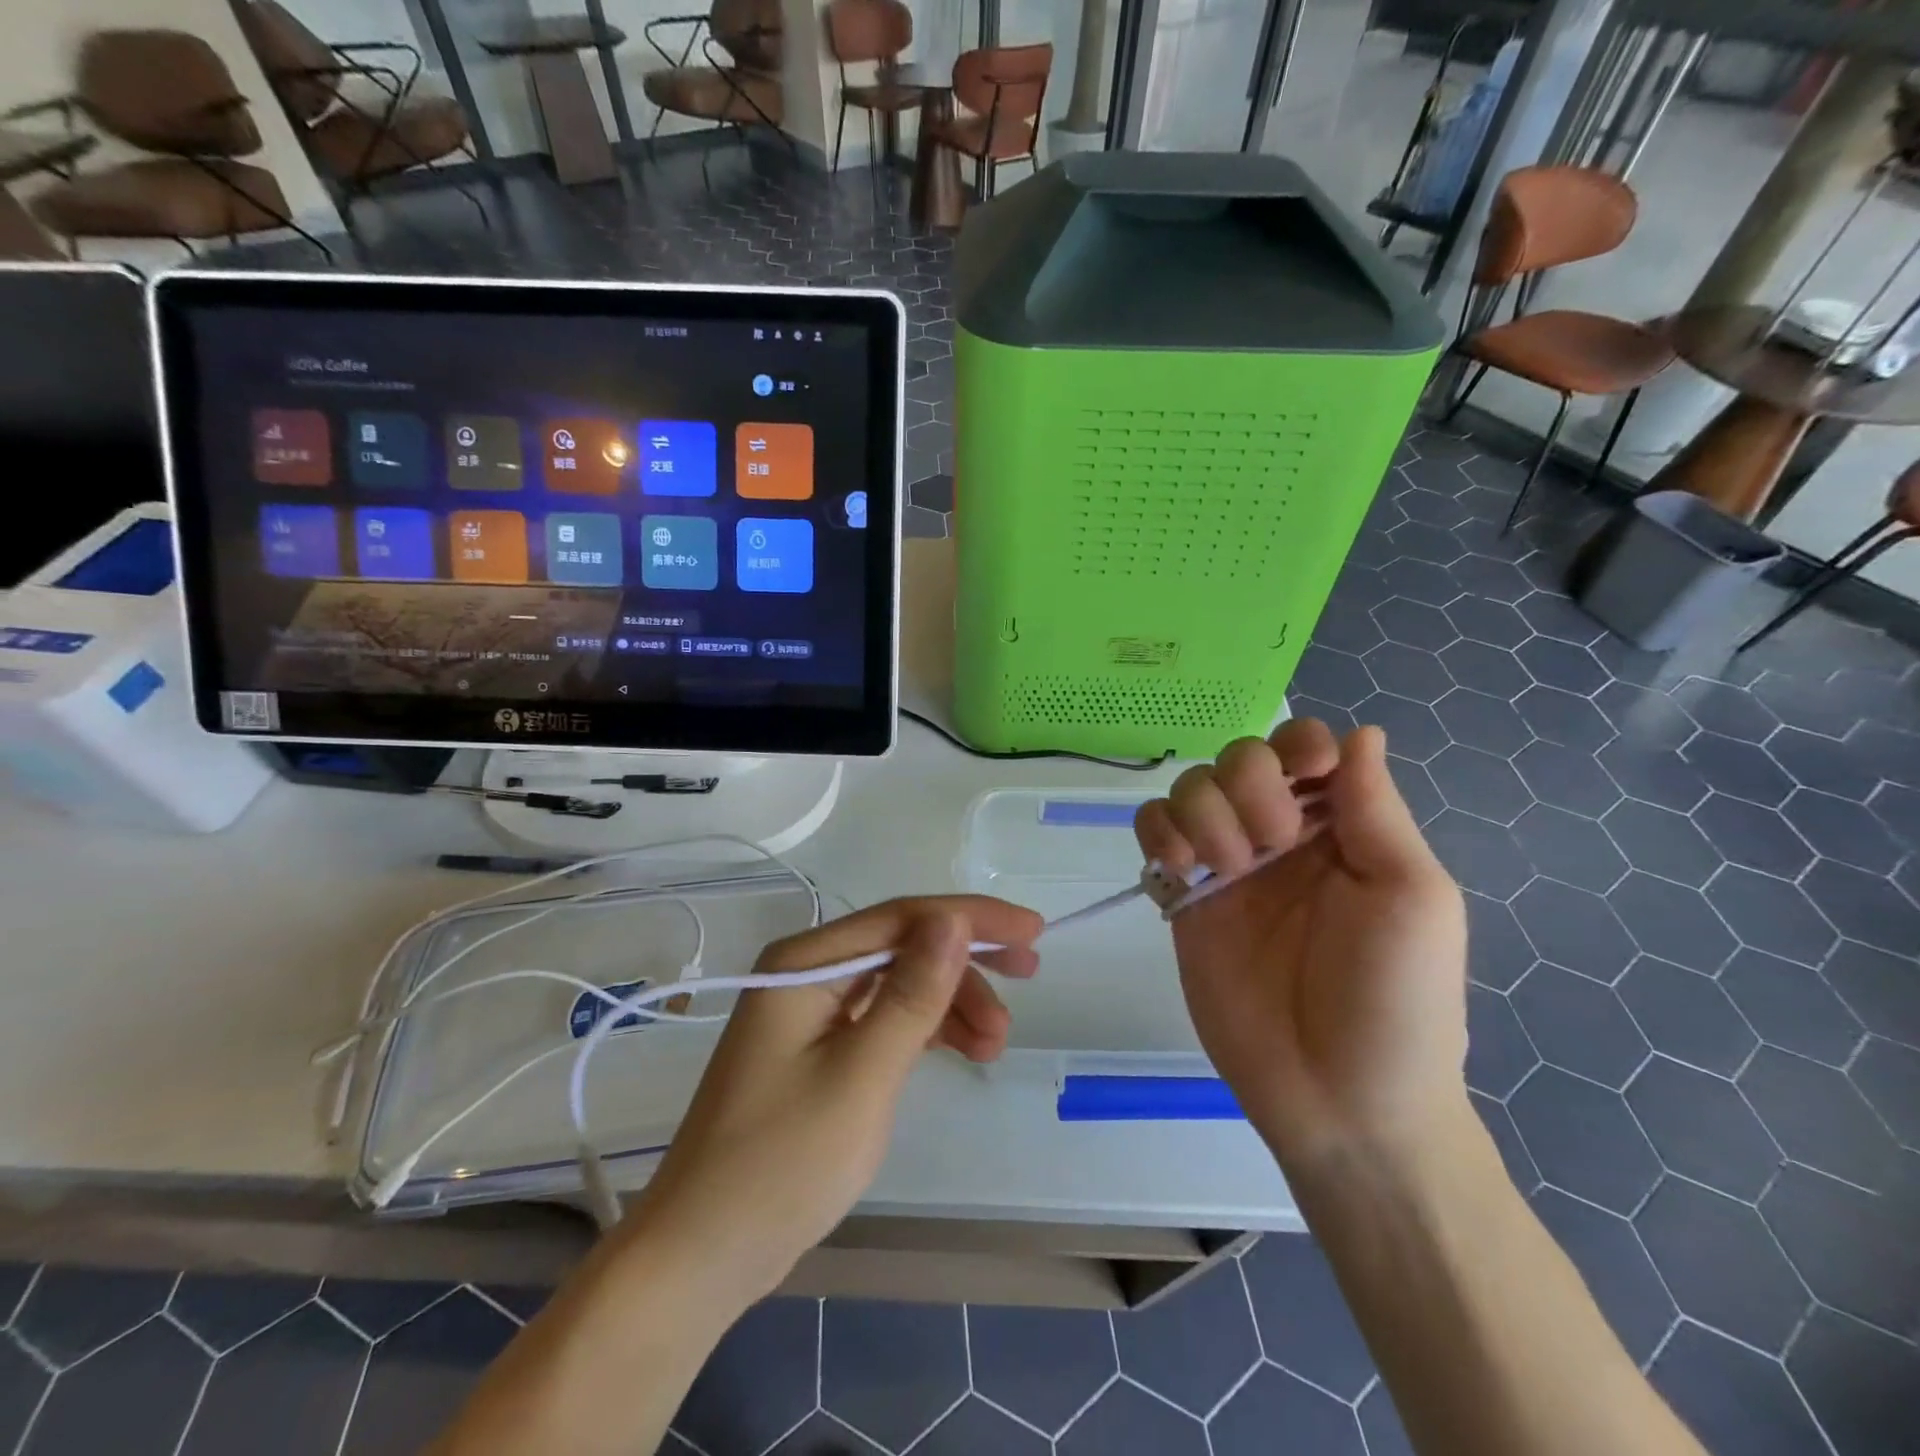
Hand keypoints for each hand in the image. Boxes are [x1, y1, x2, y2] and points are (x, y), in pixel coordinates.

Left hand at [626, 896, 1042, 1305]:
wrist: (703, 1253)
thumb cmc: (781, 1162)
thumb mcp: (861, 1075)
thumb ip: (912, 993)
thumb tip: (953, 917)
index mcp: (804, 963)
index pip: (901, 918)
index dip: (971, 917)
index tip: (1032, 929)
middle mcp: (806, 973)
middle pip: (903, 945)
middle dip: (967, 959)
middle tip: (1030, 972)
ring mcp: (812, 1011)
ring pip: (900, 983)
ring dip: (952, 1003)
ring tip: (997, 1043)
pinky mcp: (821, 1047)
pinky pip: (886, 1017)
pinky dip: (928, 1029)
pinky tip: (965, 1048)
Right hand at [1135, 721, 1467, 1172]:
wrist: (1338, 1099)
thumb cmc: (1395, 999)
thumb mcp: (1411, 896)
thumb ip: (1376, 811)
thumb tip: (1362, 731)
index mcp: (1342, 827)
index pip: (1306, 748)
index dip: (1296, 746)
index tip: (1304, 781)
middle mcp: (1280, 836)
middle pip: (1238, 757)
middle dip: (1247, 785)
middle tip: (1270, 843)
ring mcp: (1226, 865)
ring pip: (1189, 787)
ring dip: (1203, 812)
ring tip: (1226, 868)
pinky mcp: (1182, 897)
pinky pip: (1152, 832)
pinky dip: (1157, 832)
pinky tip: (1180, 868)